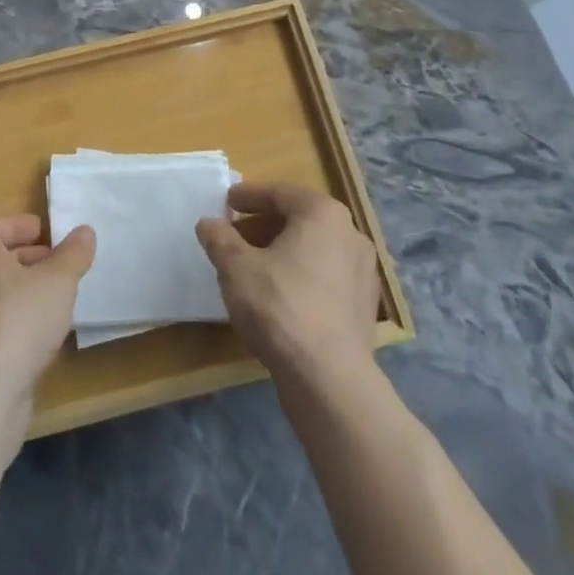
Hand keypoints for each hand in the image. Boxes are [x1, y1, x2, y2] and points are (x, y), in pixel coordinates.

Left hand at [0, 214, 95, 442]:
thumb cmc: (18, 319)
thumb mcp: (59, 281)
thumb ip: (73, 254)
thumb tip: (85, 231)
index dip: (17, 227)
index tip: (43, 234)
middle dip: (23, 261)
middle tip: (54, 267)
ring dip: (18, 296)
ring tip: (51, 304)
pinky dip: (9, 327)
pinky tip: (35, 341)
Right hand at [196, 183, 380, 383]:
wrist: (330, 381)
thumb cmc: (280, 307)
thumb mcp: (236, 268)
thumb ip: (219, 239)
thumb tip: (208, 224)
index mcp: (322, 213)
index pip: (279, 193)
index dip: (249, 197)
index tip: (227, 202)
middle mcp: (350, 234)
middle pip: (299, 219)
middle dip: (264, 226)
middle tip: (235, 236)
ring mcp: (363, 272)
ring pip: (314, 249)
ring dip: (282, 252)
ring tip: (253, 268)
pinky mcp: (365, 307)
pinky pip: (326, 277)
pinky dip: (301, 277)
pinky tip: (279, 297)